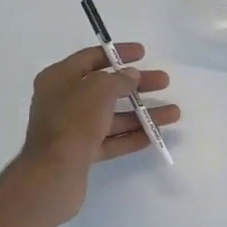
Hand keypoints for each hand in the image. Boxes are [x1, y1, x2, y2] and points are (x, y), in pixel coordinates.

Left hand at [16, 43, 179, 223]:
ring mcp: (71, 128)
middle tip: (164, 82)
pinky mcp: (80, 153)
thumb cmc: (73, 121)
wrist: (52, 173)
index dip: (117, 53)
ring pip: (111, 116)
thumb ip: (119, 80)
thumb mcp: (99, 90)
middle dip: (136, 85)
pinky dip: (130, 136)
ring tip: (173, 113)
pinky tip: (153, 135)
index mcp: (59, 78)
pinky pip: (109, 140)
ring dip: (141, 114)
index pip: (91, 58)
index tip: (143, 53)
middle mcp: (63, 100)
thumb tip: (131, 75)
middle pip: (105, 88)